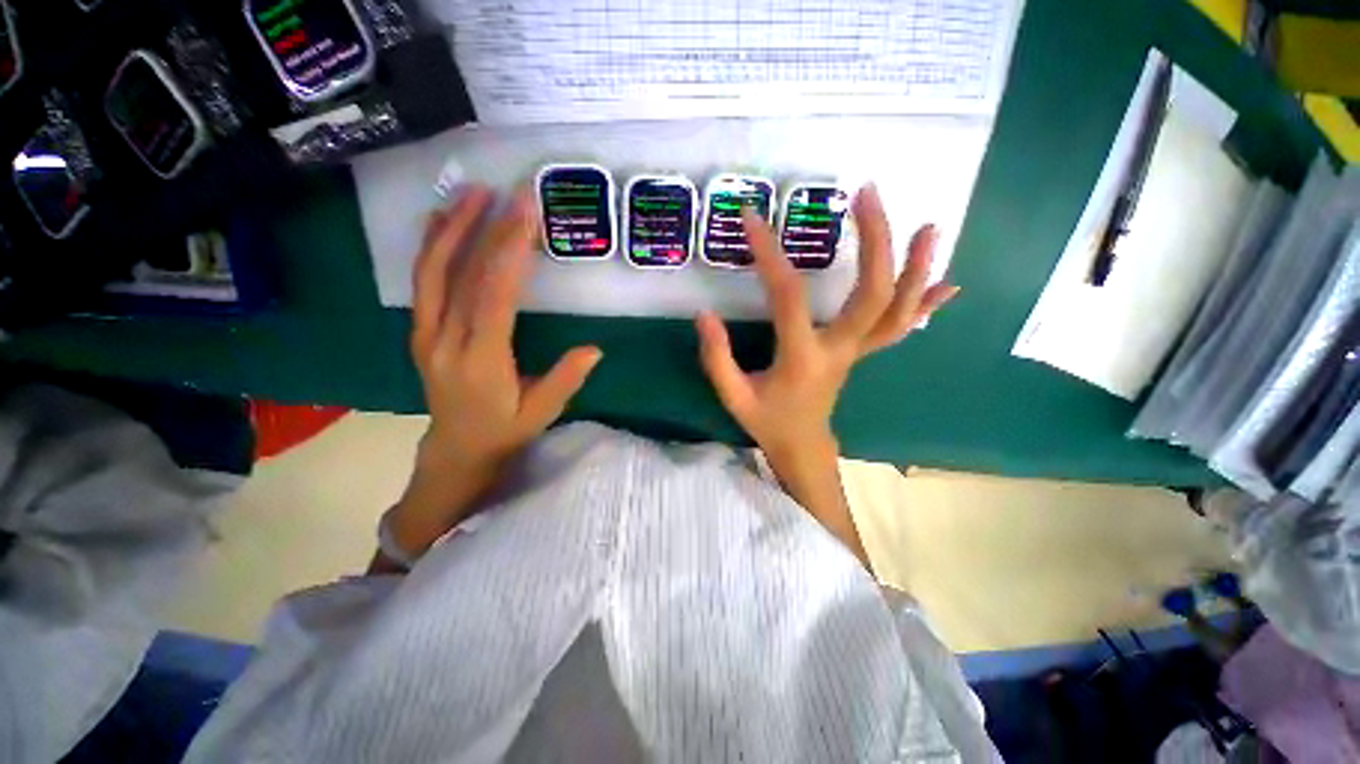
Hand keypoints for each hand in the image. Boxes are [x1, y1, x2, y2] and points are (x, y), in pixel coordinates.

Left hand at [392, 186, 601, 555]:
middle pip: (463, 275)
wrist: (456, 451)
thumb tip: (595, 349)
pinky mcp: (421, 331)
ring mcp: (427, 333)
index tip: (525, 215)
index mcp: (480, 360)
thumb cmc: (504, 432)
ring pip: (432, 272)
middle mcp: (446, 340)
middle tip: (508, 193)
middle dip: (487, 230)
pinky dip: (431, 248)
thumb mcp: (541, 414)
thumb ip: (565, 380)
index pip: (493, 296)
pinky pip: (423, 283)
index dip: (510, 253)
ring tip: (472, 193)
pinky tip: (441, 222)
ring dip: (451, 228)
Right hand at [695, 183, 957, 463]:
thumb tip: (704, 314)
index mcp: (802, 358)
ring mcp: (857, 351)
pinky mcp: (862, 352)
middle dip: (876, 240)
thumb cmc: (767, 420)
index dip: (769, 255)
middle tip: (866, 194)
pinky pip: (901, 327)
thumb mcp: (733, 395)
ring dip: (916, 267)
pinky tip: (950, 283)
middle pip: (873, 293)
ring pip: (899, 309)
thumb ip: (717, 357)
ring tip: (926, 226)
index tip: (752, 219)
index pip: (789, 296)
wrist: (802, 444)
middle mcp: (839, 349)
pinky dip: (926, 303)